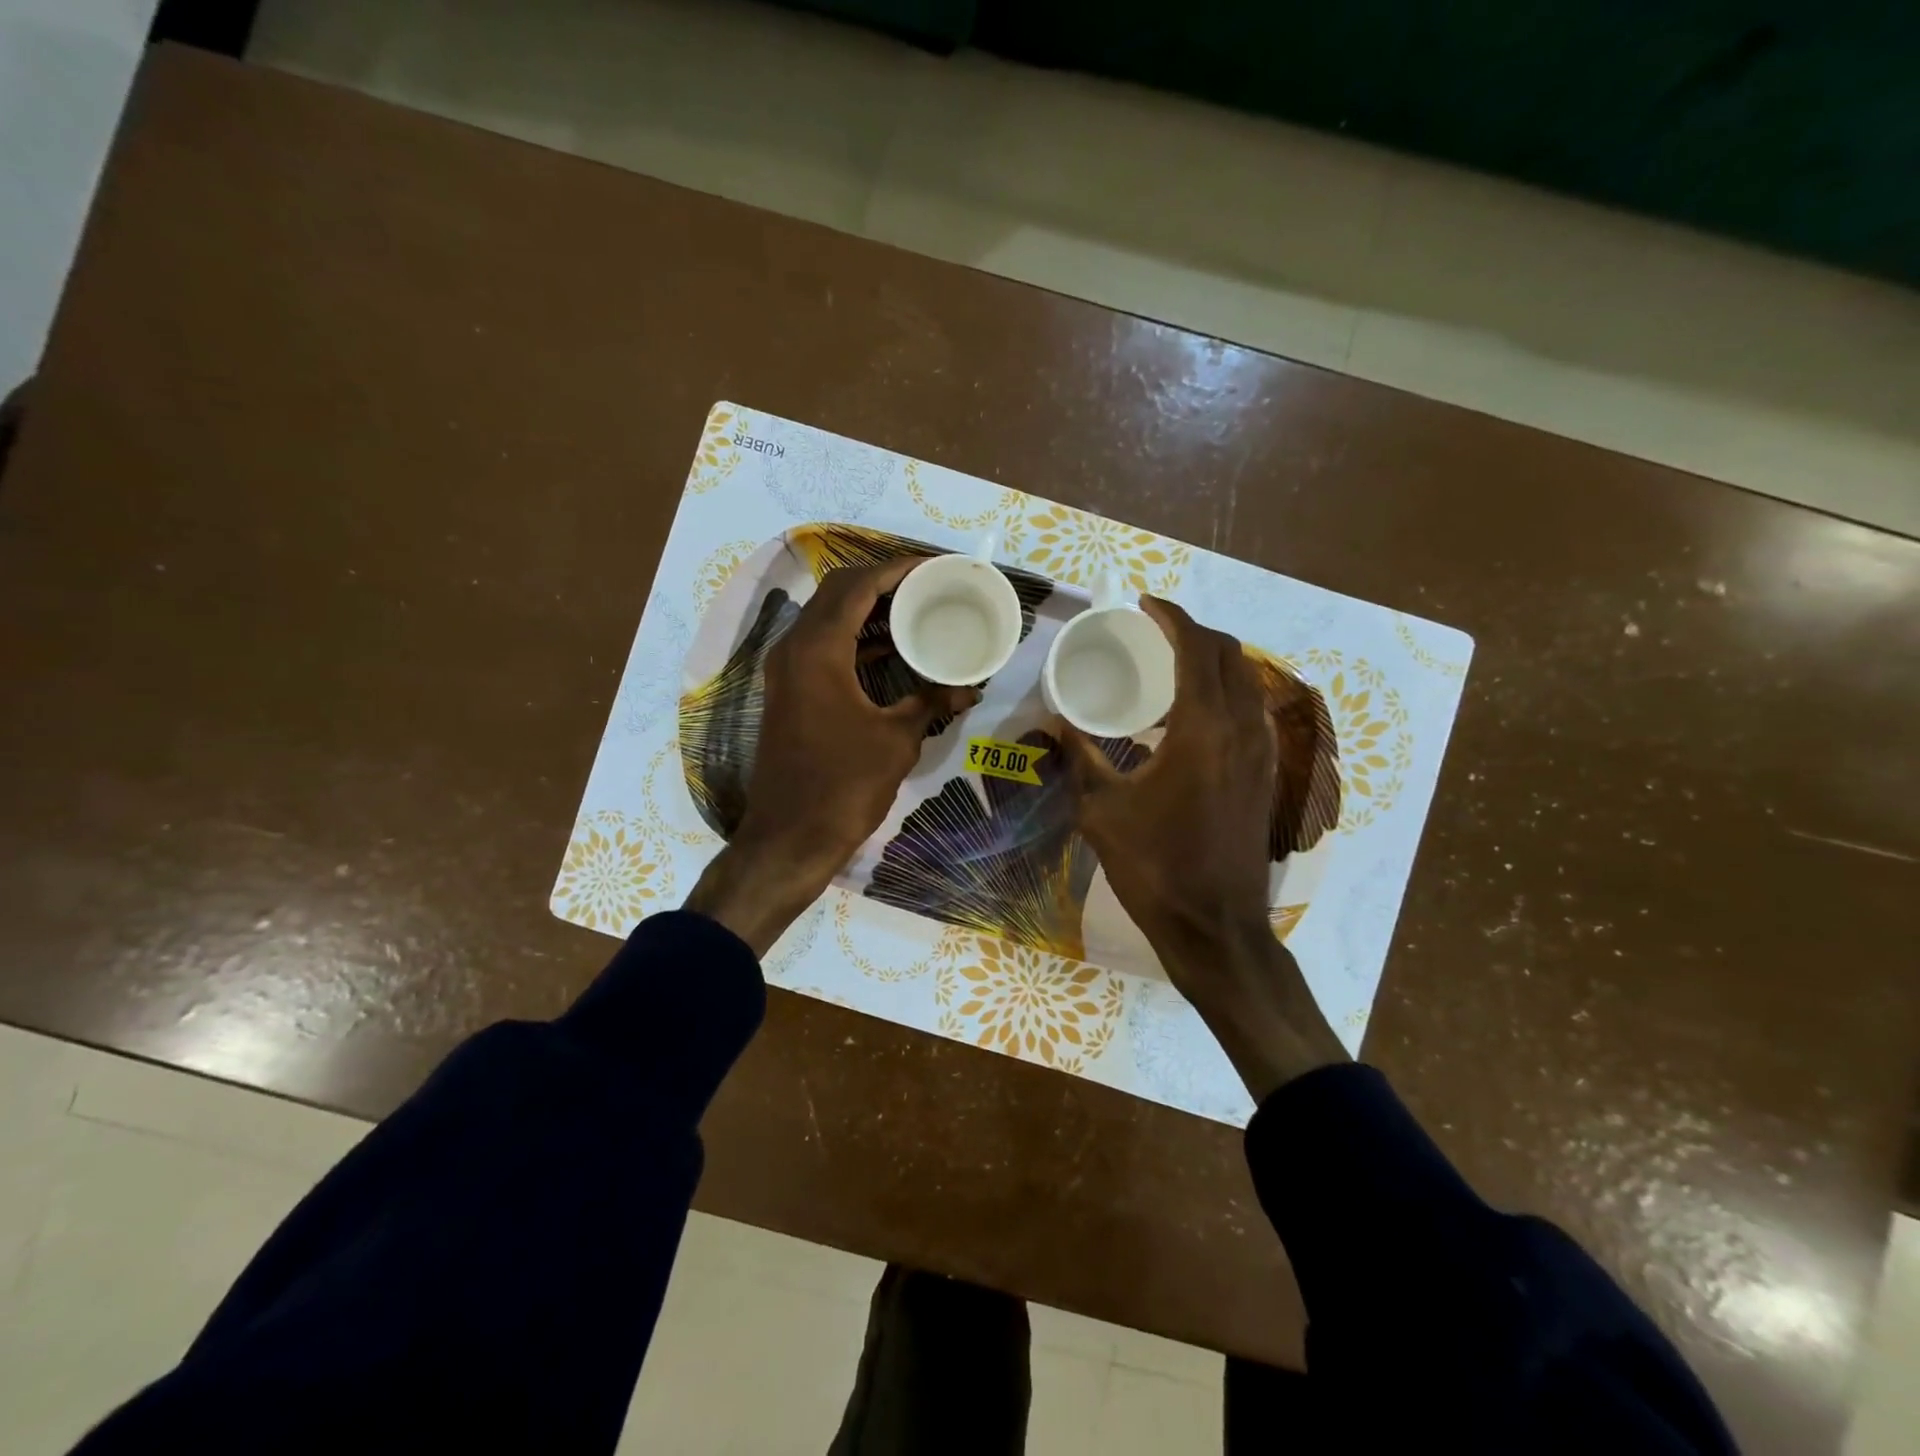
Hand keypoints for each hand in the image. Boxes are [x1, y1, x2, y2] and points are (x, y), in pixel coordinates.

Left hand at [685, 559, 977, 955]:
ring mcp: (787, 670)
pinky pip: (823, 647)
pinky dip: (856, 640)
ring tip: (916, 612)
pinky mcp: (789, 692)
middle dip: (883, 583)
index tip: (935, 567)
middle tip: (927, 587)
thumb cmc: (844, 786)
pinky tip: (892, 651)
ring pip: (828, 619)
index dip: (898, 569)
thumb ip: (931, 701)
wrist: (789, 837)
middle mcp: (795, 648)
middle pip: (838, 593)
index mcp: (818, 649)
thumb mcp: (897, 739)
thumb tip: (970, 687)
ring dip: (868, 611)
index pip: (858, 585)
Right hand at [1060, 597, 1347, 1099]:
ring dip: (1213, 661)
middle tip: (1153, 632)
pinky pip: (1250, 710)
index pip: (1196, 646)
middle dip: (1193, 631)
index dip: (1171, 616)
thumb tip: (1053, 722)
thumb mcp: (1102, 809)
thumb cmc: (1155, 865)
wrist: (1215, 926)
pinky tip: (1191, 715)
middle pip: (1229, 654)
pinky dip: (1224, 691)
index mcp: (1203, 726)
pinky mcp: (1266, 774)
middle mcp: (1241, 727)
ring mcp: (1261, 751)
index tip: (1144, 604)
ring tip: (1170, 666)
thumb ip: (1078, 757)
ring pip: (1246, 680)